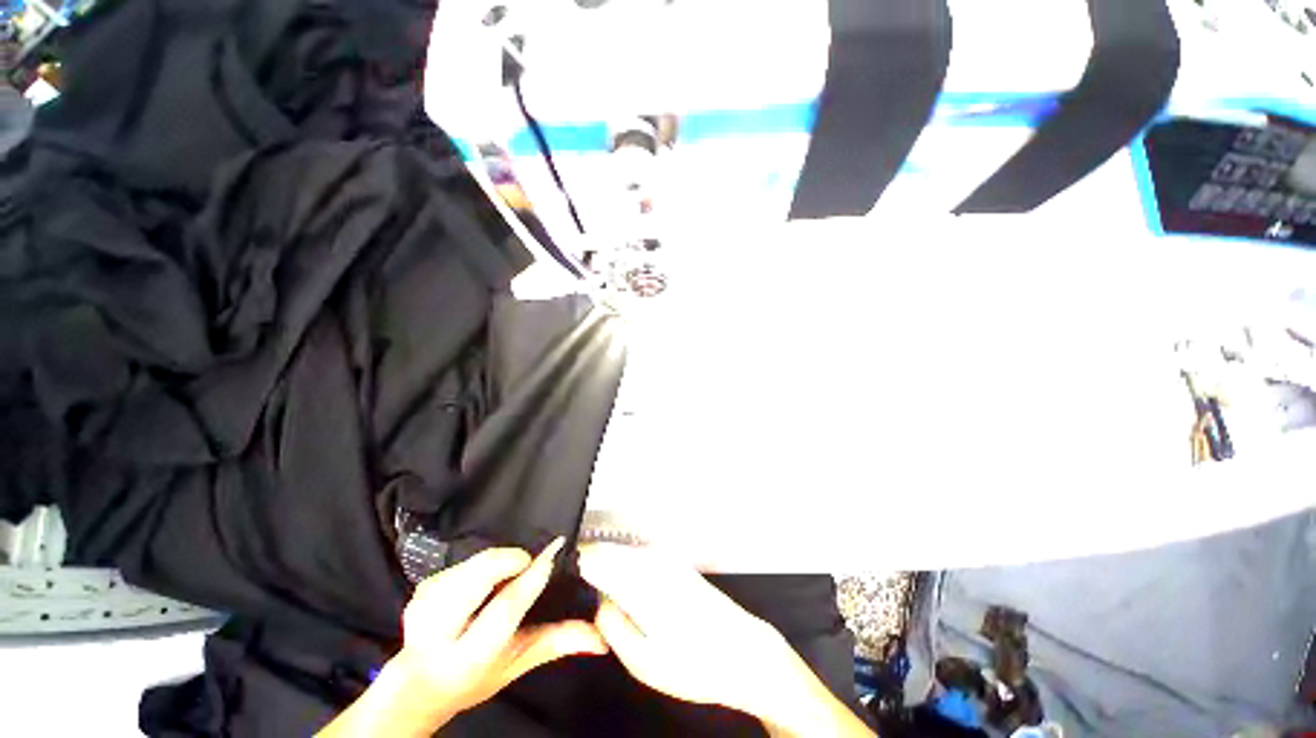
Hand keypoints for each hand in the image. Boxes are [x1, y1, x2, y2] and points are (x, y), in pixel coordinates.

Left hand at [398, 538, 608, 717]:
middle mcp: (438, 633)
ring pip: (470, 566)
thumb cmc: (475, 677)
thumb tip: (600, 634)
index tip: (552, 554)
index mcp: (467, 659)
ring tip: (509, 574)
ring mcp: (424, 606)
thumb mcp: (517, 663)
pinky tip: (486, 577)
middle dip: (506, 562)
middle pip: (476, 581)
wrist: (419, 683)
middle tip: (528, 562)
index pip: (503, 611)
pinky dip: (481, 562)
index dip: (530, 580)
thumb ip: (557, 643)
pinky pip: (462, 562)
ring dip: (496, 562)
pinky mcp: (422, 587)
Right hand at [577, 545, 798, 714]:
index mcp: (639, 580)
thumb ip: (611, 626)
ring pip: (623, 552)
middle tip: (580, 589)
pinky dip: (625, 567)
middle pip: (608, 550)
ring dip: (608, 565)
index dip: (575, 564)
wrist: (744, 651)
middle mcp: (652, 560)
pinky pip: (640, 558)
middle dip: (590, 564)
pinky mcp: (676, 564)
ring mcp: (666, 559)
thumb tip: (599, 601)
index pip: (595, 556)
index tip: (564, 578)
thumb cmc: (693, 663)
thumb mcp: (643, 661)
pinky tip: (627, 592)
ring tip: (600, 594)